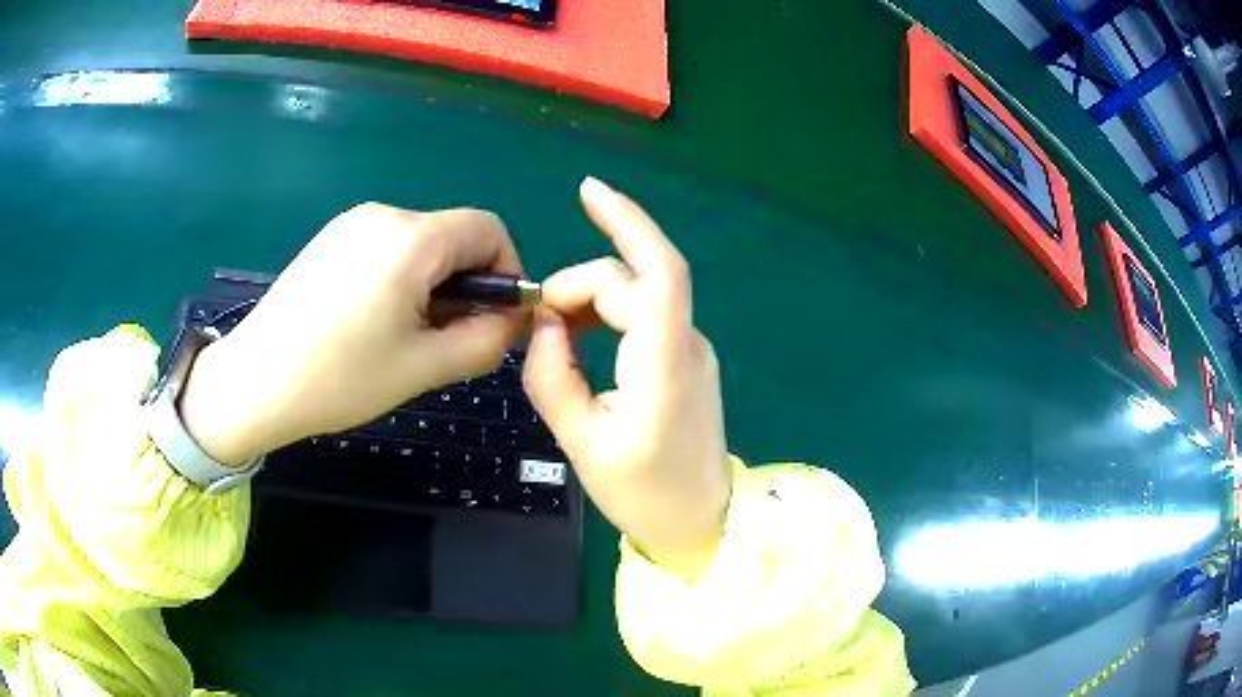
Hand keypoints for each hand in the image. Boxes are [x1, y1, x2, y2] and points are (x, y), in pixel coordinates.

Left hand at [179, 203, 524, 465]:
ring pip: (421, 245)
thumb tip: (515, 319)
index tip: (493, 320)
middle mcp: (383, 216)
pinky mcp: (331, 240)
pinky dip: (401, 279)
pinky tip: (373, 322)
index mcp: (411, 239)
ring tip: (405, 337)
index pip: (490, 229)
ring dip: (433, 285)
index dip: (506, 272)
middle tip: (446, 340)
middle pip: (454, 236)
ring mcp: (351, 225)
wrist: (254, 382)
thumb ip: (486, 340)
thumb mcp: (424, 367)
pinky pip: (388, 249)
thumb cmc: (339, 378)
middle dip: (467, 285)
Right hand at [524, 178, 730, 570]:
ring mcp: (692, 351)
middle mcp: (687, 344)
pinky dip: (608, 315)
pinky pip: (645, 317)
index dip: (627, 222)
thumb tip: (543, 324)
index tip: (587, 191)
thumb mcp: (582, 444)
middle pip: (632, 282)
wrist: (700, 523)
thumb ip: (553, 378)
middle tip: (538, 328)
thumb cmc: (644, 494)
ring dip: (592, 301)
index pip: (656, 272)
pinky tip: (582, 338)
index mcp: (665, 364)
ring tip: (555, 335)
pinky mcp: (686, 360)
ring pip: (638, 296)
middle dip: (578, 287)